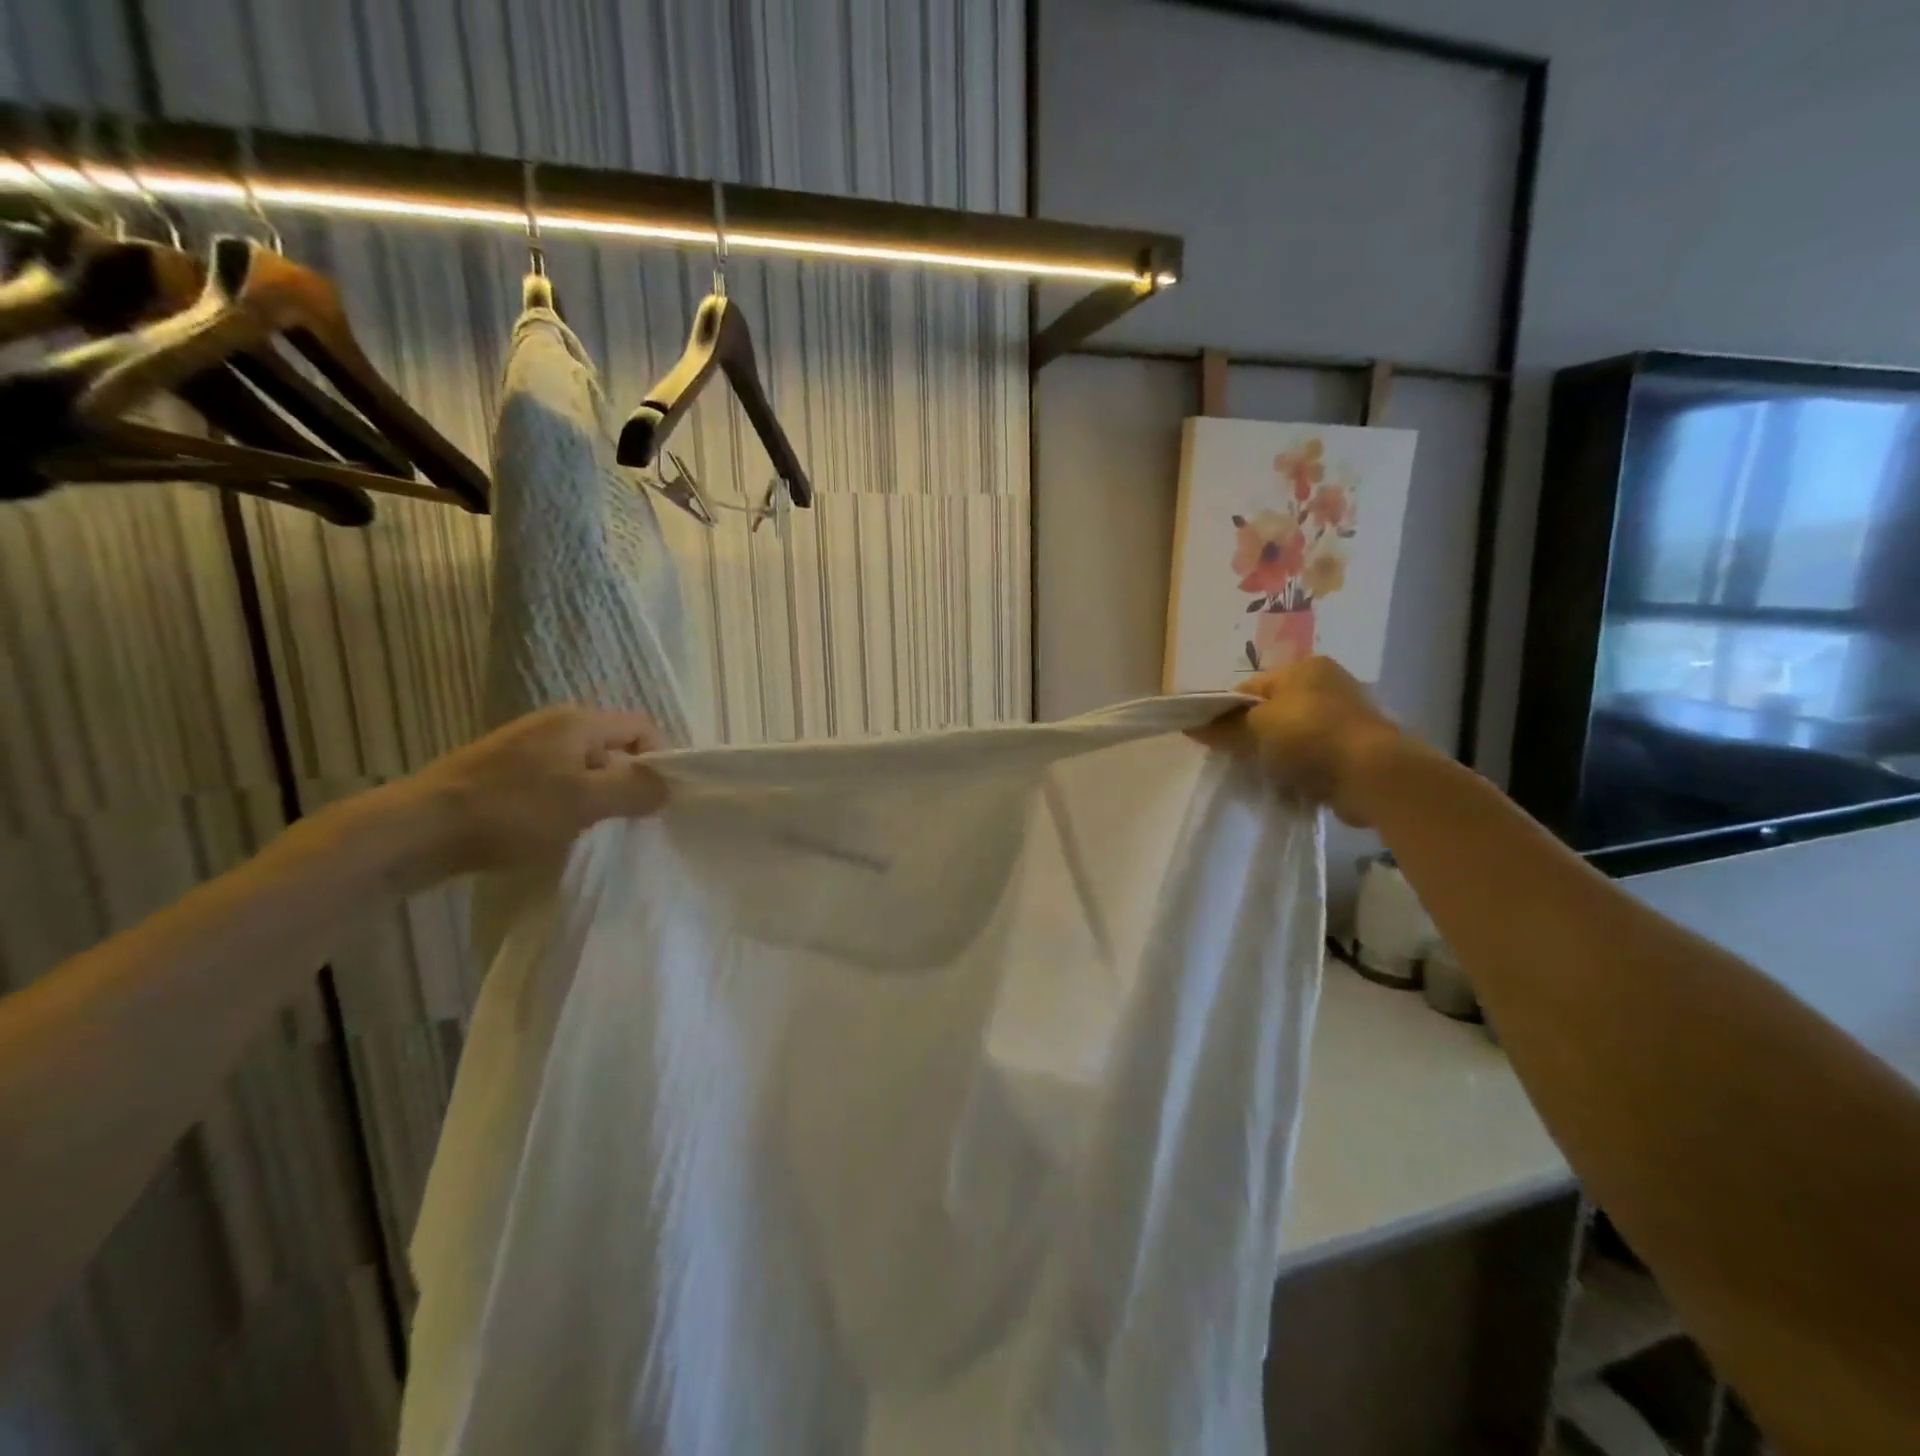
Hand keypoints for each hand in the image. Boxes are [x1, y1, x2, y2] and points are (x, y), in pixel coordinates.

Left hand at [372, 706, 668, 888]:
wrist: (415, 831)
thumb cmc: (511, 811)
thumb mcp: (585, 802)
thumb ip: (635, 791)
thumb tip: (667, 786)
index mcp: (578, 722)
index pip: (643, 728)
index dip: (660, 759)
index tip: (658, 800)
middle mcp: (554, 725)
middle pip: (614, 748)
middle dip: (628, 782)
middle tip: (629, 820)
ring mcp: (524, 748)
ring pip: (584, 768)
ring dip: (597, 797)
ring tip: (592, 830)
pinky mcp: (502, 773)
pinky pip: (555, 782)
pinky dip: (567, 804)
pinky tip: (555, 832)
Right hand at [1191, 658, 1411, 826]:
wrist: (1372, 774)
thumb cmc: (1309, 736)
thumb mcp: (1255, 728)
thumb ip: (1223, 727)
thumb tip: (1191, 726)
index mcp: (1305, 668)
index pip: (1251, 688)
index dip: (1227, 712)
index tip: (1212, 739)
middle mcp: (1328, 685)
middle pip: (1272, 711)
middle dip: (1251, 734)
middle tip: (1234, 758)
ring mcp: (1345, 717)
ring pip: (1292, 736)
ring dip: (1276, 754)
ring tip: (1261, 773)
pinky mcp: (1355, 749)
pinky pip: (1313, 757)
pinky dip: (1299, 768)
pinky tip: (1288, 783)